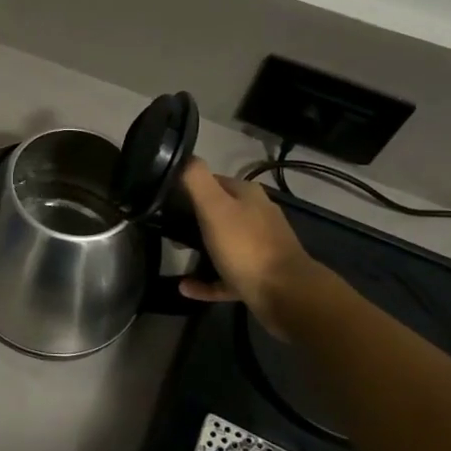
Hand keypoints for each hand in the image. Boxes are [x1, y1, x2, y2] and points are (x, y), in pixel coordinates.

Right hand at [178, 159, 321, 334]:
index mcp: (248, 196)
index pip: (213, 181)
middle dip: (193, 216)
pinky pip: (225, 275)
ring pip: (223, 242)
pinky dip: (206, 280)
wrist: (286, 294)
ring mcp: (260, 248)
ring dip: (200, 247)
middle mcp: (257, 216)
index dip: (189, 186)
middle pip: (219, 211)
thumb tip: (184, 156)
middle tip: (166, 224)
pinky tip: (185, 287)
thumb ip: (196, 179)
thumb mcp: (214, 207)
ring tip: (175, 250)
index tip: (165, 197)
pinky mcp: (258, 276)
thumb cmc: (246, 246)